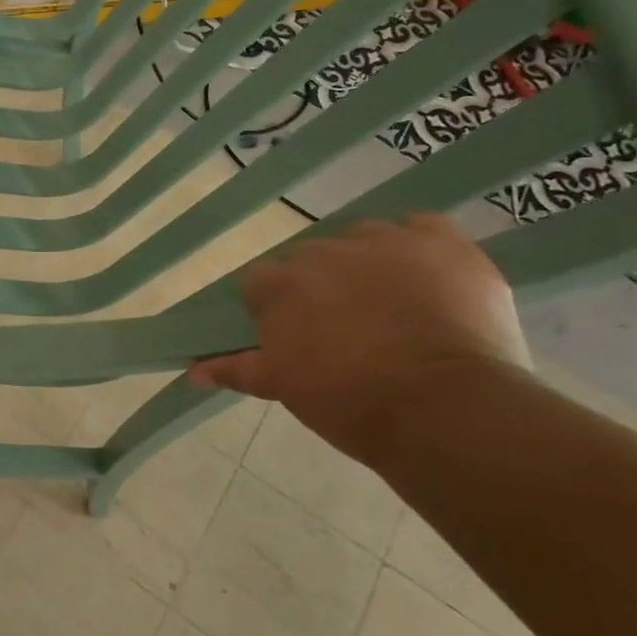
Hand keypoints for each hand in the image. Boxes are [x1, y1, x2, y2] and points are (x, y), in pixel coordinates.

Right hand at [190, 215, 528, 464]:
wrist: (444, 408)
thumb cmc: (350, 403)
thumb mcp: (284, 388)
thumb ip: (237, 368)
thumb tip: (192, 371)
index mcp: (279, 284)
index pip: (260, 282)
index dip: (275, 308)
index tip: (294, 336)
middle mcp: (323, 250)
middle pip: (311, 259)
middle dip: (321, 287)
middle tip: (344, 329)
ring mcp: (383, 240)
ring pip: (363, 239)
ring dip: (367, 263)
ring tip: (391, 305)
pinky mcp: (439, 240)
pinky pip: (419, 226)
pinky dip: (418, 245)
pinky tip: (427, 277)